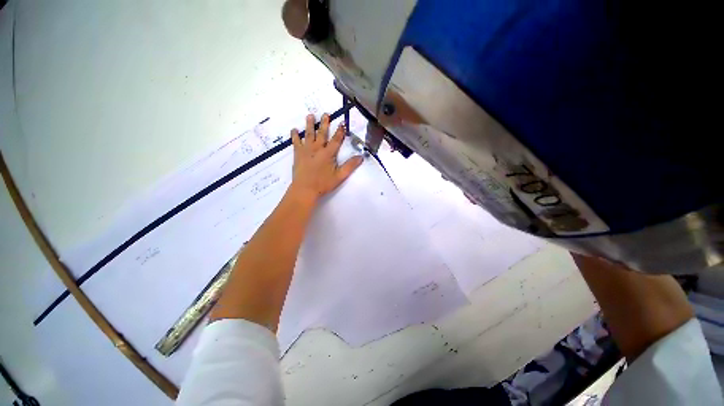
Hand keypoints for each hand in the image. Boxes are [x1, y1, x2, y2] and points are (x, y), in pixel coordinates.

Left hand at [288, 113, 362, 203]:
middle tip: (325, 114)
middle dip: (325, 123)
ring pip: (309, 134)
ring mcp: (306, 150)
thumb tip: (361, 157)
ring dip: (310, 124)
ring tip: (310, 115)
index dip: (340, 131)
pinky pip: (296, 142)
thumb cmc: (323, 183)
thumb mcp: (340, 176)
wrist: (305, 189)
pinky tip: (294, 130)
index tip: (342, 122)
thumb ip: (350, 166)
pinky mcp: (298, 154)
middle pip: (322, 133)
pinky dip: (295, 135)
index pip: (336, 140)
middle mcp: (317, 148)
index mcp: (328, 153)